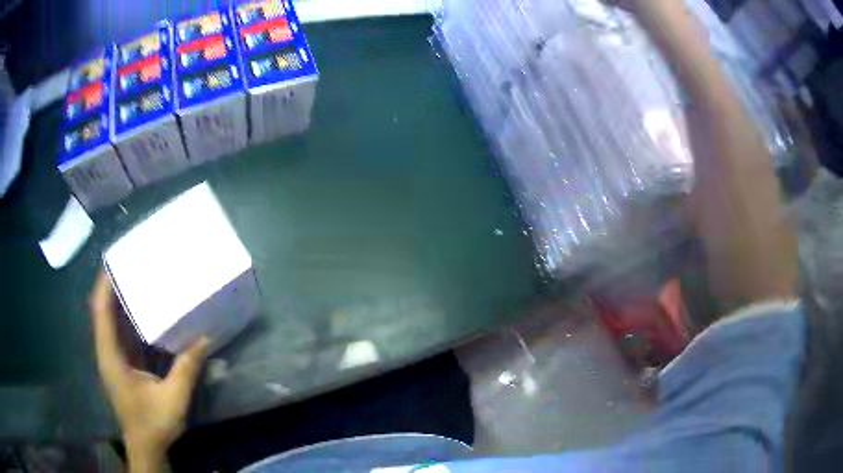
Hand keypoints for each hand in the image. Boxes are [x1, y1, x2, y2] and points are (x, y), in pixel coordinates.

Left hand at [89, 270, 208, 471]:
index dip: (104, 285)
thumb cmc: (153, 423)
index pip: (101, 312)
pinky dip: (126, 318)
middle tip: (129, 263)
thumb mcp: (173, 399)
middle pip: (102, 311)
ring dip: (118, 300)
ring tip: (135, 278)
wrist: (146, 446)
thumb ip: (186, 369)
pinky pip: (119, 334)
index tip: (115, 260)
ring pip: (110, 321)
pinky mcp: (121, 365)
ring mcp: (113, 359)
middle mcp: (107, 353)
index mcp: (111, 357)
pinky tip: (140, 311)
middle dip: (112, 285)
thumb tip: (204, 339)